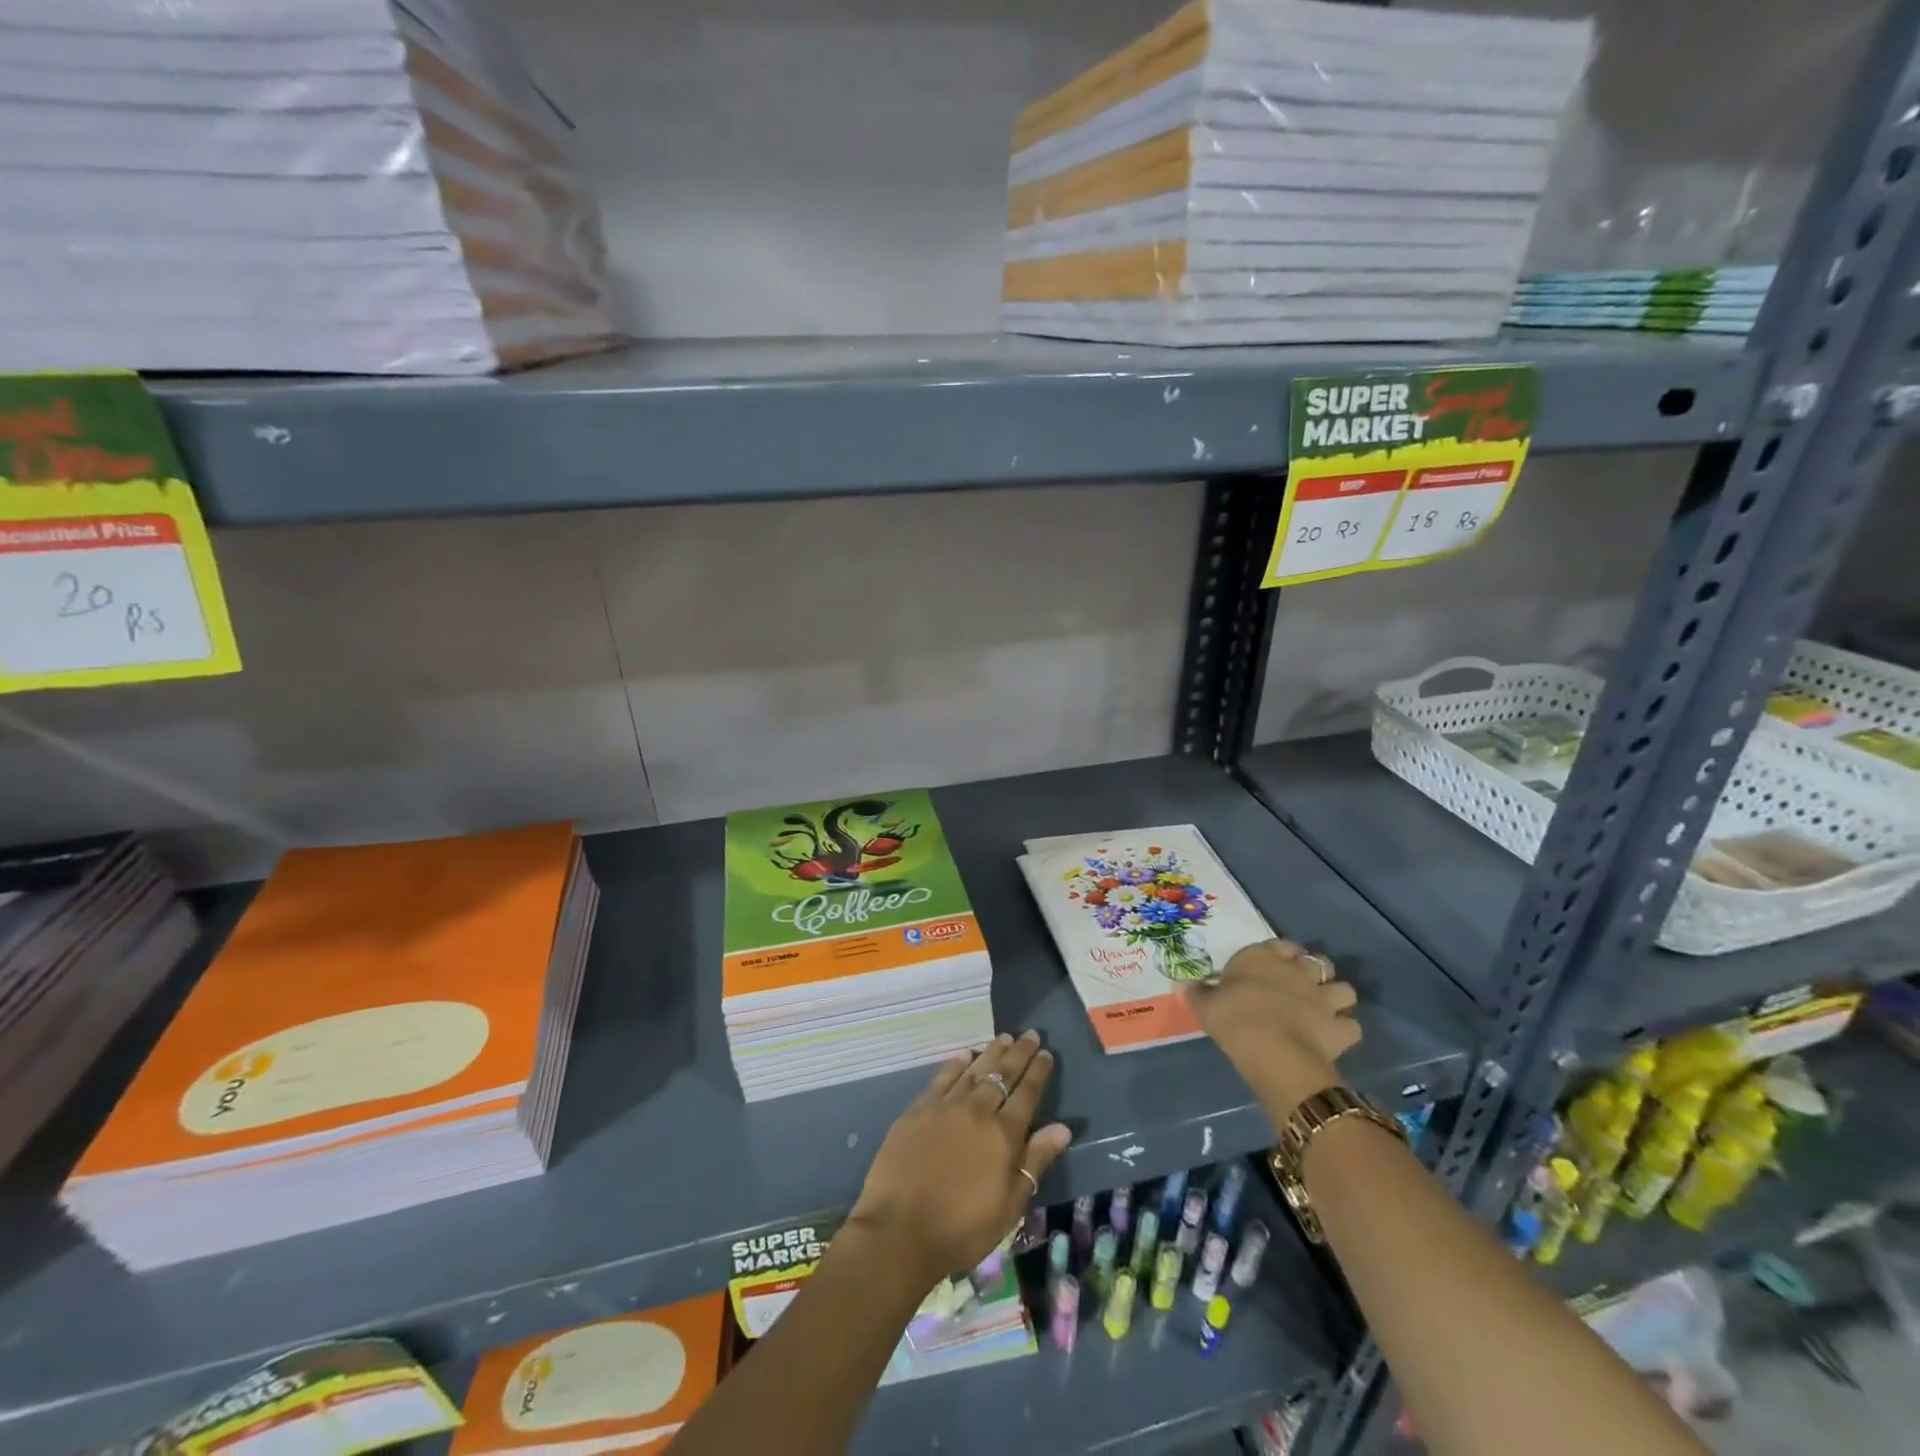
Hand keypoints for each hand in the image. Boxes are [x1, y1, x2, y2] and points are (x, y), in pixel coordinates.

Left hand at [847, 1031, 1071, 1290]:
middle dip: (1019, 1053)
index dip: (1038, 1072)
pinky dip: (956, 1064)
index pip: (1026, 1094)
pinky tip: (964, 1055)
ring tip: (1004, 1037)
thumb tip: (1062, 1127)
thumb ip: (1035, 1161)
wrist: (899, 1231)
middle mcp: (976, 1111)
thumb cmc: (961, 1228)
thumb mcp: (1009, 1206)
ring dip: (991, 1052)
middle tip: (1030, 1035)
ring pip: (974, 1070)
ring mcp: (945, 1107)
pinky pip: (942, 1078)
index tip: (1046, 1053)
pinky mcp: (918, 1110)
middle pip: (1002, 1074)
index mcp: (1003, 1135)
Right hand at [1183, 938, 1360, 1121]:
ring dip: (1336, 998)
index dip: (1281, 954)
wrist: (1271, 1050)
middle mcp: (1298, 971)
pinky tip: (1333, 1038)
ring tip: (1323, 1010)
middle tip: (1300, 988)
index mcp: (1263, 958)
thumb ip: (1198, 993)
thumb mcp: (1205, 1004)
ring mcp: (1324, 999)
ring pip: (1345, 990)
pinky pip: (1351, 1026)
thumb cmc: (1233, 1018)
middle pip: (1318, 962)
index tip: (1273, 966)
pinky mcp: (1340, 1028)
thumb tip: (1184, 986)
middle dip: (1314, 972)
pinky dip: (1344, 1031)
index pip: (1280, 944)